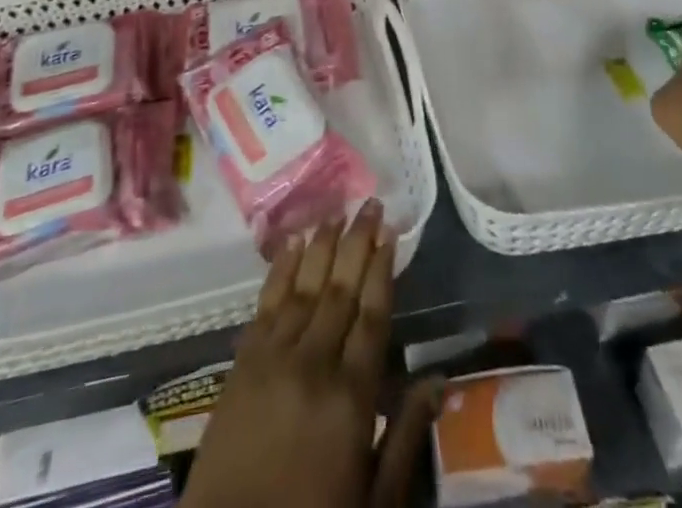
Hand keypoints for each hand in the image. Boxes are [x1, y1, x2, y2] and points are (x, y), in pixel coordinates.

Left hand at [181, 199, 438, 507]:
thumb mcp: (374, 498)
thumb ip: (407, 436)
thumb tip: (440, 380)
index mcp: (351, 397)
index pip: (372, 316)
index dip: (382, 270)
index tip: (391, 232)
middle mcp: (313, 363)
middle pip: (340, 290)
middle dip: (357, 242)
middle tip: (369, 203)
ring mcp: (273, 357)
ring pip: (304, 287)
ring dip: (322, 246)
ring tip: (336, 212)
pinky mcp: (242, 361)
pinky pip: (266, 303)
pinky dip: (281, 269)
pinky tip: (293, 244)